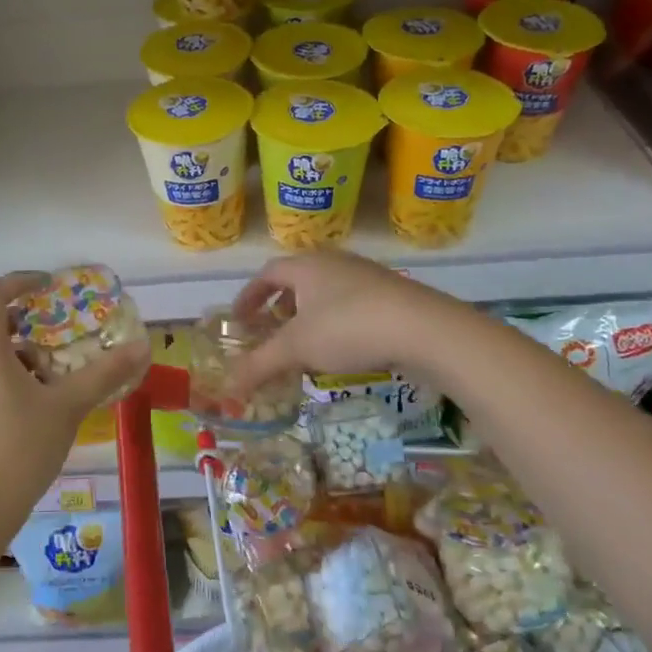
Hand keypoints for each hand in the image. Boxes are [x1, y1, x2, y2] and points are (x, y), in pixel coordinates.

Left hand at [0, 272, 151, 536]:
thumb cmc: (20, 449)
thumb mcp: (68, 407)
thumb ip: (104, 374)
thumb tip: (141, 346)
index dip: (18, 281)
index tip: (49, 284)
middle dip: (37, 327)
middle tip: (72, 335)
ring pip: (1, 360)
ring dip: (34, 359)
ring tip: (68, 376)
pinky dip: (25, 382)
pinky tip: (51, 408)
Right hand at [227, 251, 448, 392]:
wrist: (423, 328)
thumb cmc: (347, 328)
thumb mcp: (297, 349)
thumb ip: (260, 365)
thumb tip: (227, 389)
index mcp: (306, 265)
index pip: (267, 273)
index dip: (249, 296)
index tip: (239, 319)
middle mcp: (334, 262)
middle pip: (298, 279)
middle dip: (280, 306)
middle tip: (270, 331)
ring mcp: (366, 275)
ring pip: (326, 292)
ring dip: (309, 315)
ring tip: (305, 344)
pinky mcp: (391, 294)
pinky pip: (351, 304)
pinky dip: (335, 322)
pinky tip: (342, 349)